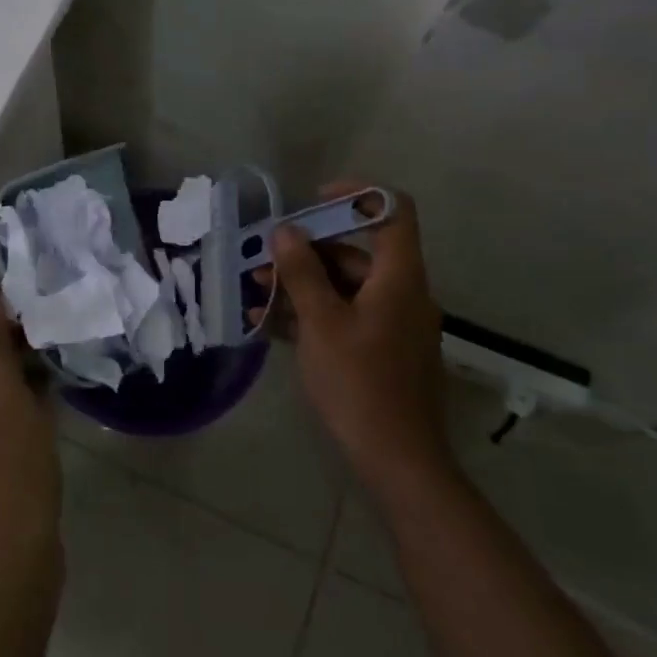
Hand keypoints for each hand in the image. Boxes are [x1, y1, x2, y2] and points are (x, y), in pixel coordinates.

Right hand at [255, 181, 451, 494]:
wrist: (399, 462)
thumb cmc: (360, 384)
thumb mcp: (322, 324)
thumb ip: (303, 273)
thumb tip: (286, 231)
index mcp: (399, 277)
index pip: (392, 211)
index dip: (357, 195)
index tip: (313, 201)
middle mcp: (401, 292)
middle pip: (356, 251)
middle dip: (305, 251)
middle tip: (262, 260)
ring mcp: (392, 323)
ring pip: (344, 286)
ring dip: (301, 284)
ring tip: (255, 293)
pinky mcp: (381, 350)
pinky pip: (345, 316)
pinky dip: (311, 313)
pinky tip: (270, 324)